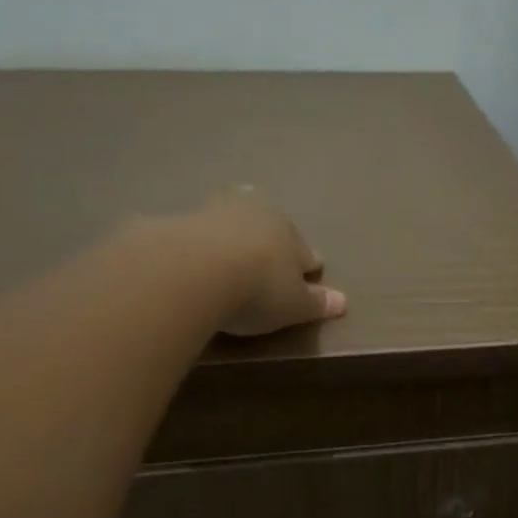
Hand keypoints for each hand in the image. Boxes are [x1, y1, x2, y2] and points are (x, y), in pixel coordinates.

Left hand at [183, 189, 347, 337]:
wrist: (193, 270)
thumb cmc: (258, 288)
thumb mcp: (294, 305)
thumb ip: (316, 302)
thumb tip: (342, 301)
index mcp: (290, 232)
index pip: (304, 250)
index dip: (306, 265)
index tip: (307, 273)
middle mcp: (256, 212)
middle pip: (268, 227)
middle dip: (269, 242)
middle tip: (266, 261)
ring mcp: (213, 212)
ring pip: (230, 222)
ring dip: (230, 236)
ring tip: (226, 257)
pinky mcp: (175, 221)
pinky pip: (193, 234)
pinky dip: (196, 245)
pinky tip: (191, 262)